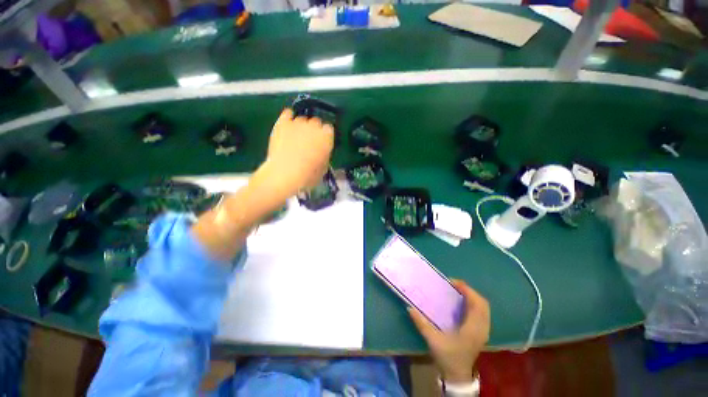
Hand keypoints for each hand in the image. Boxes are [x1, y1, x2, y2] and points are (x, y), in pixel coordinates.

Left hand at [259, 108, 334, 198]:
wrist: (284, 174)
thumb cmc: (308, 176)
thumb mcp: (323, 169)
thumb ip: (324, 155)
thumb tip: (321, 152)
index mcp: (327, 137)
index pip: (329, 129)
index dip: (325, 137)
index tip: (322, 144)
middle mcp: (314, 126)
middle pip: (316, 122)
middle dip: (314, 130)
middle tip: (309, 143)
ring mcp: (298, 123)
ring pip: (302, 119)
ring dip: (301, 127)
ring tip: (295, 138)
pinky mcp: (283, 123)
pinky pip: (287, 113)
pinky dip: (288, 118)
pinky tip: (288, 125)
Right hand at [409, 280, 489, 382]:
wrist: (458, 376)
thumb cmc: (448, 357)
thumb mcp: (433, 340)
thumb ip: (422, 323)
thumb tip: (409, 308)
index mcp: (472, 329)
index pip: (477, 304)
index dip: (467, 290)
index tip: (453, 283)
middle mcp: (481, 328)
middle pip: (483, 303)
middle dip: (469, 291)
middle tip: (454, 286)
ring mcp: (483, 331)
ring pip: (484, 308)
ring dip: (472, 297)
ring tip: (457, 292)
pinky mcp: (481, 333)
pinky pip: (482, 313)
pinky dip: (474, 304)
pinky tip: (462, 304)